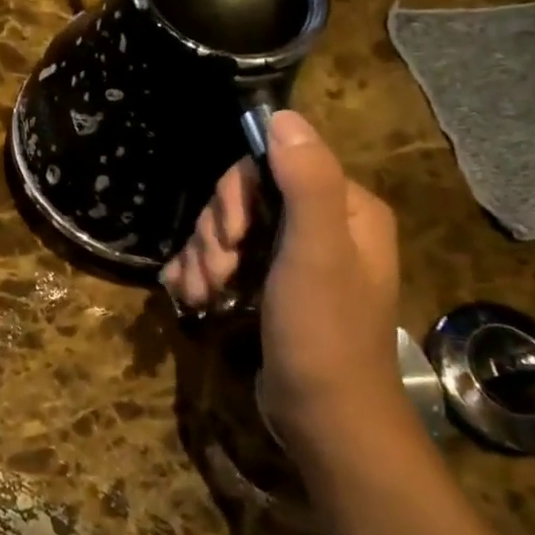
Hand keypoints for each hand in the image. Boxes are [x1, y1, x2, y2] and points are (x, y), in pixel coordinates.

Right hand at [161, 110, 400, 444]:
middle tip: (214, 273)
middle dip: (216, 235)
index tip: (229, 237)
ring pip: (228, 231)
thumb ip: (305, 181)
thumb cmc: (323, 332)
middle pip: (244, 199)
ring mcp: (292, 258)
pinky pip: (226, 260)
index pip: (272, 165)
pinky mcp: (270, 286)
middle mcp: (321, 225)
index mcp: (343, 208)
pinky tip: (191, 295)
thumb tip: (281, 114)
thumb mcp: (315, 252)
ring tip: (202, 295)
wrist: (324, 419)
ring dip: (204, 258)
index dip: (237, 196)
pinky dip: (203, 274)